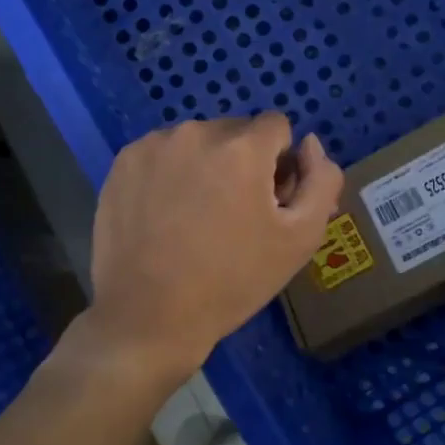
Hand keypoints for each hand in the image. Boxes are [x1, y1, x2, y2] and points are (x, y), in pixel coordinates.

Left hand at [85, 114, 343, 384]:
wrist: (149, 317)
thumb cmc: (232, 281)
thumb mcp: (300, 239)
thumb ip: (321, 181)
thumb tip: (309, 145)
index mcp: (242, 147)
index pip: (277, 127)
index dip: (280, 164)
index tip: (268, 202)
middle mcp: (195, 132)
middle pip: (235, 132)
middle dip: (242, 162)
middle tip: (233, 214)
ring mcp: (153, 146)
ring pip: (196, 142)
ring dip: (205, 166)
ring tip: (195, 218)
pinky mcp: (122, 163)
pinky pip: (161, 155)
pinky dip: (169, 174)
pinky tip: (164, 216)